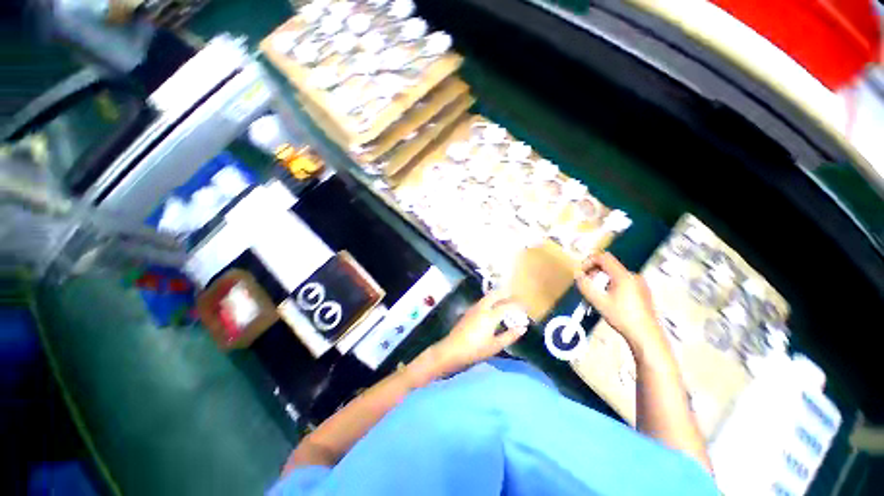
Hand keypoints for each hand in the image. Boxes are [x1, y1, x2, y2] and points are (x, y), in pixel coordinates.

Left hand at [435, 292, 527, 370]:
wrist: (452, 350)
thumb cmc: (475, 350)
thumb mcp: (495, 346)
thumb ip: (510, 335)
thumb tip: (523, 327)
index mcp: (490, 315)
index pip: (507, 305)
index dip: (517, 305)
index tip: (526, 306)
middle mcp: (482, 307)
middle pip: (495, 294)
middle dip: (506, 294)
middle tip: (515, 299)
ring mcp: (473, 308)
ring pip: (488, 297)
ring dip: (498, 297)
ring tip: (506, 302)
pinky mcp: (468, 312)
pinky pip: (482, 302)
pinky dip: (491, 301)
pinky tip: (493, 309)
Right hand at [575, 252, 666, 354]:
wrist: (646, 336)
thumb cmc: (622, 318)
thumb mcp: (598, 302)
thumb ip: (585, 286)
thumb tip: (578, 275)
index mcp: (623, 276)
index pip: (603, 258)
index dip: (589, 261)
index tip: (582, 272)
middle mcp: (633, 276)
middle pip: (609, 266)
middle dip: (595, 273)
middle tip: (588, 286)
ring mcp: (640, 284)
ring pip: (615, 275)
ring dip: (602, 281)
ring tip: (598, 296)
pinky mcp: (642, 292)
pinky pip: (623, 282)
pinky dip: (611, 286)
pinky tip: (609, 300)